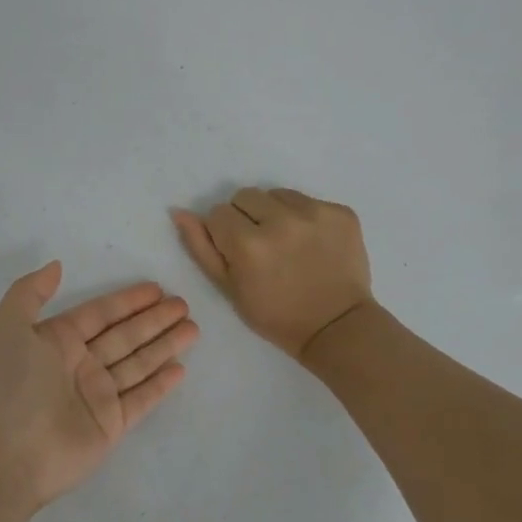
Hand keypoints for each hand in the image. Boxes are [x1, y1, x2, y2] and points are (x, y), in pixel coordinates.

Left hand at [0, 263, 197, 509]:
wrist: (6, 454)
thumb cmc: (9, 384)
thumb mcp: (7, 326)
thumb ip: (30, 292)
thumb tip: (56, 266)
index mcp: (56, 341)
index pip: (100, 314)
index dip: (127, 301)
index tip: (156, 289)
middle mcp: (79, 365)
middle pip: (125, 336)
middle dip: (154, 320)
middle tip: (184, 304)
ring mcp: (96, 396)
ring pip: (138, 363)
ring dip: (164, 346)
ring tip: (193, 328)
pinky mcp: (110, 424)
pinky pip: (141, 399)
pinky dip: (160, 385)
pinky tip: (180, 369)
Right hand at [171, 188, 373, 360]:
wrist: (337, 327)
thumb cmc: (275, 315)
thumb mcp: (228, 289)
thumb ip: (201, 248)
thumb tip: (180, 213)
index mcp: (248, 244)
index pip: (218, 213)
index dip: (223, 233)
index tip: (236, 252)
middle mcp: (281, 221)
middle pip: (246, 196)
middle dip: (246, 217)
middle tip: (261, 247)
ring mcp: (315, 213)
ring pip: (277, 194)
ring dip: (275, 213)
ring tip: (287, 243)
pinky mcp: (341, 212)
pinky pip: (309, 201)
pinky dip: (305, 217)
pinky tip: (311, 243)